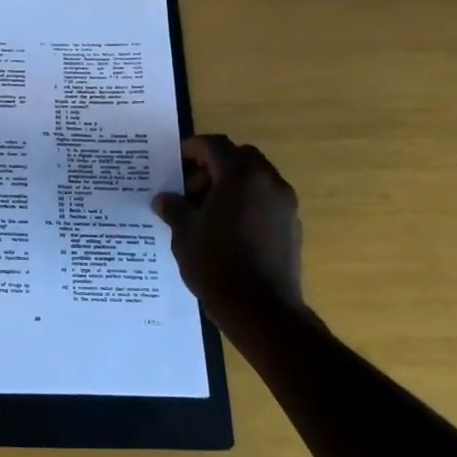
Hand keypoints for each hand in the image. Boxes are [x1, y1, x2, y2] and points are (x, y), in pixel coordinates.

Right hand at [153, 136, 309, 346]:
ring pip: (255, 177)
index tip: (174, 162)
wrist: (261, 310)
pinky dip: (245, 201)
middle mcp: (268, 183)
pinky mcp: (292, 226)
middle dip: (213, 165)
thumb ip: (174, 208)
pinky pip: (265, 199)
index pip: (215, 145)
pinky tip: (225, 228)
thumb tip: (165, 199)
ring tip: (205, 211)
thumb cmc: (216, 264)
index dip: (191, 148)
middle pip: (239, 156)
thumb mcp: (184, 233)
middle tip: (190, 188)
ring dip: (230, 184)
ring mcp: (285, 204)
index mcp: (240, 177)